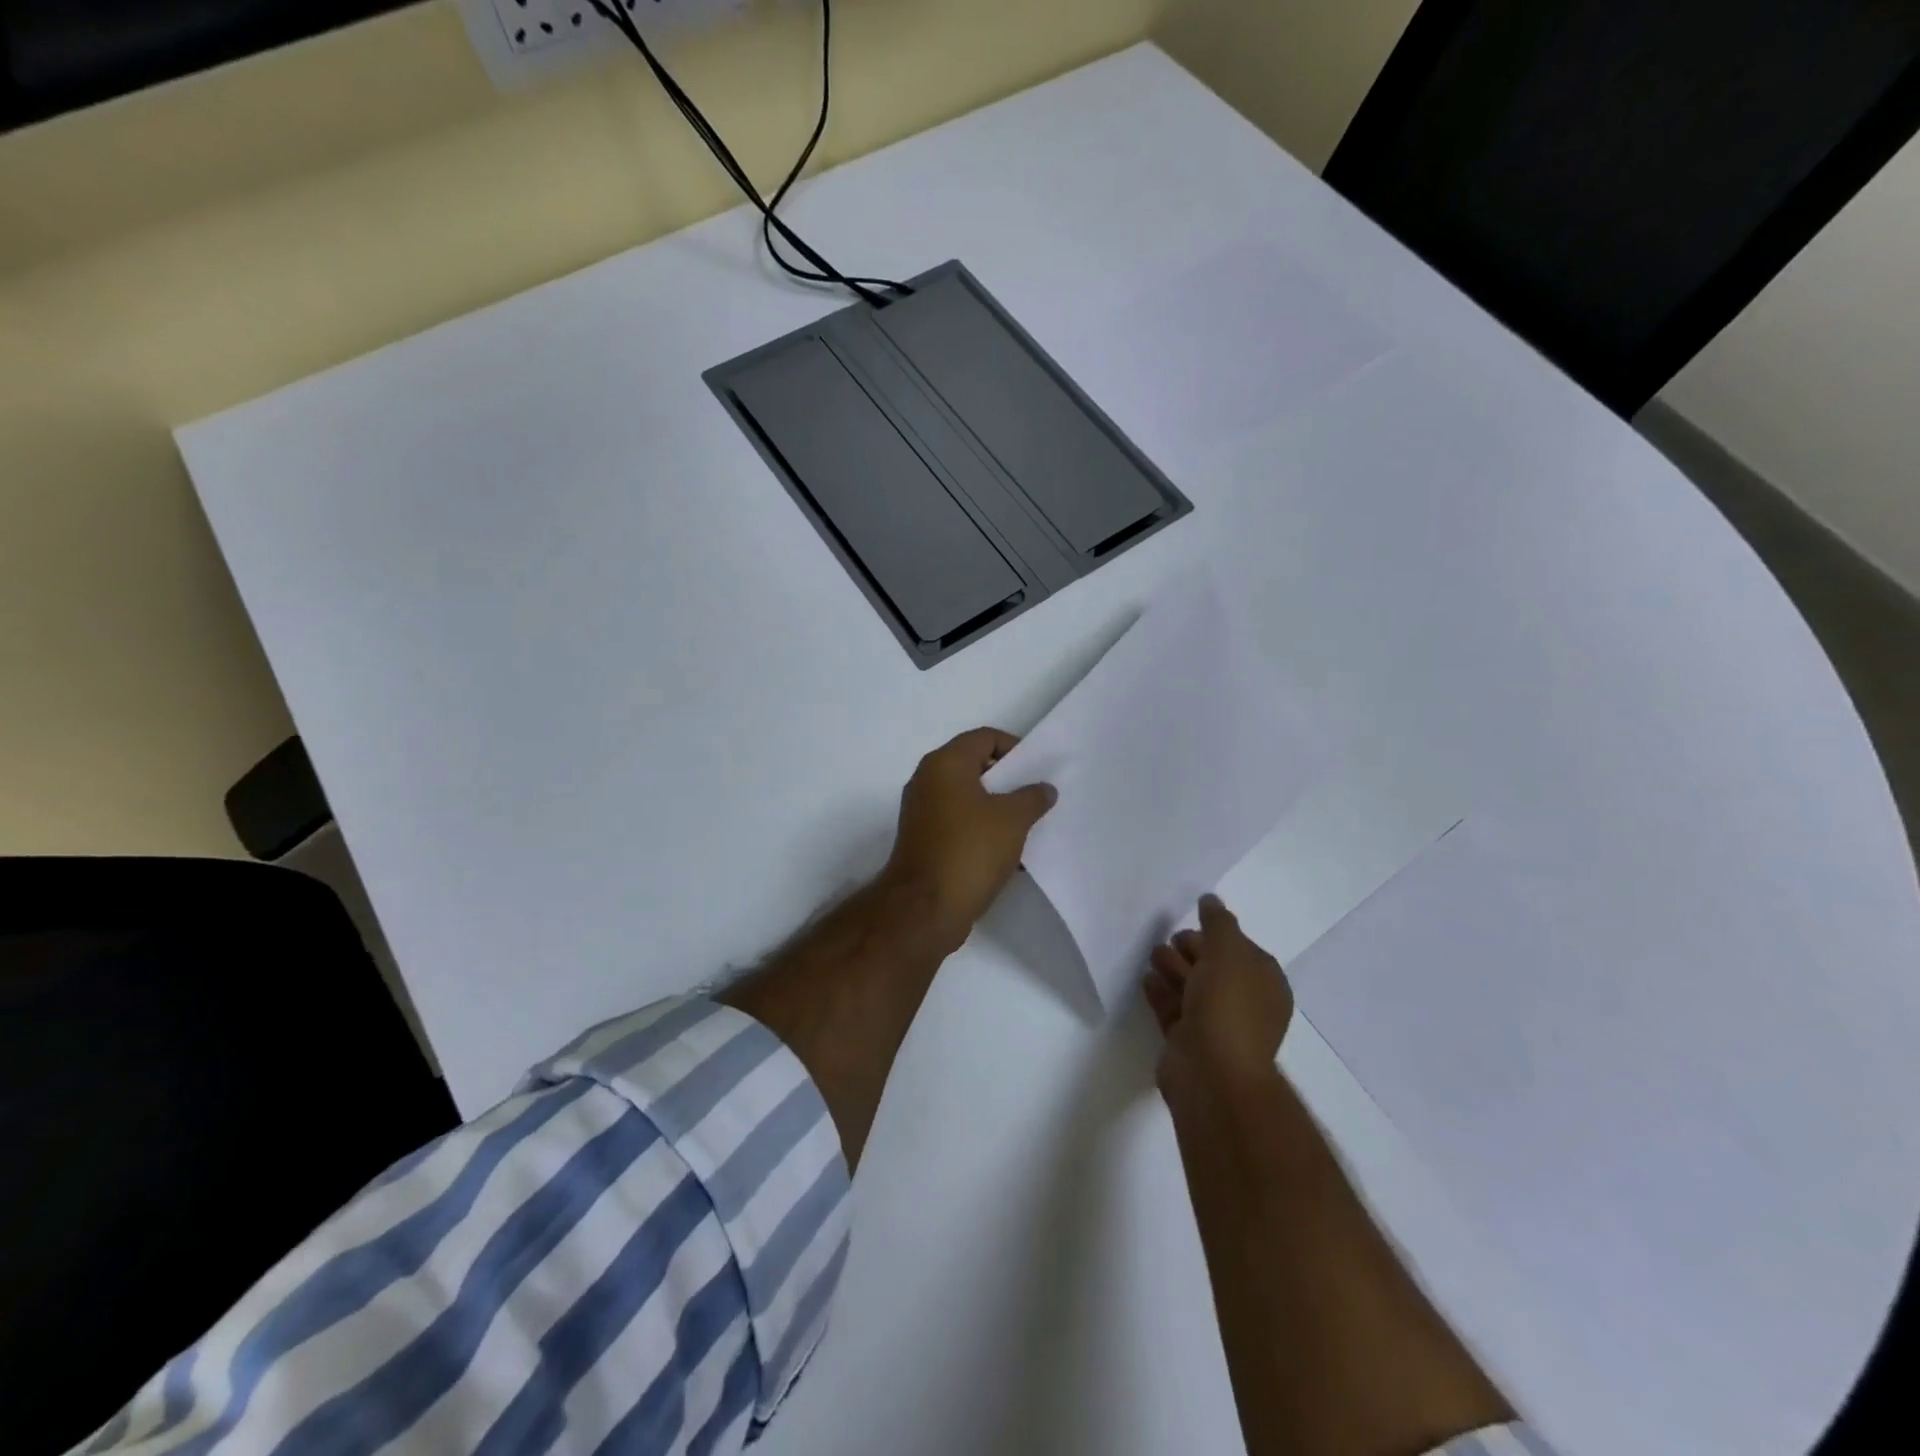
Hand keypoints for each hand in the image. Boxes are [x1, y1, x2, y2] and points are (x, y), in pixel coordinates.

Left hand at [881, 728, 1056, 951]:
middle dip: (1008, 781)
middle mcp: (927, 781)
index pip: (984, 737)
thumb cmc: (969, 851)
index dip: (1015, 748)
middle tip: (1036, 797)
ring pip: (967, 798)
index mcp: (945, 764)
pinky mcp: (923, 840)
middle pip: (974, 766)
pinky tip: (1007, 853)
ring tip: (1027, 827)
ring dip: (997, 809)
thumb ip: (1032, 797)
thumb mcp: (1013, 820)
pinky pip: (958, 824)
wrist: (925, 908)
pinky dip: (981, 830)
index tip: (1037, 771)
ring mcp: (922, 812)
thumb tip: (1043, 788)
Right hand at [1145, 895, 1293, 1096]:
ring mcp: (1216, 1025)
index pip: (1241, 949)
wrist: (1211, 1073)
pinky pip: (1173, 1009)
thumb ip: (1218, 922)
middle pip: (1214, 967)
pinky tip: (1147, 979)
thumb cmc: (1228, 1007)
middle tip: (1170, 942)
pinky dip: (1160, 992)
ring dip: (1172, 968)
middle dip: (1191, 951)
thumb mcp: (1228, 951)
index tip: (1194, 925)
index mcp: (1265, 984)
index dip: (1217, 935)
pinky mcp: (1188, 1041)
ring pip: (1191, 987)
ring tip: (1153, 957)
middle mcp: (1245, 1004)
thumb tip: (1211, 900)